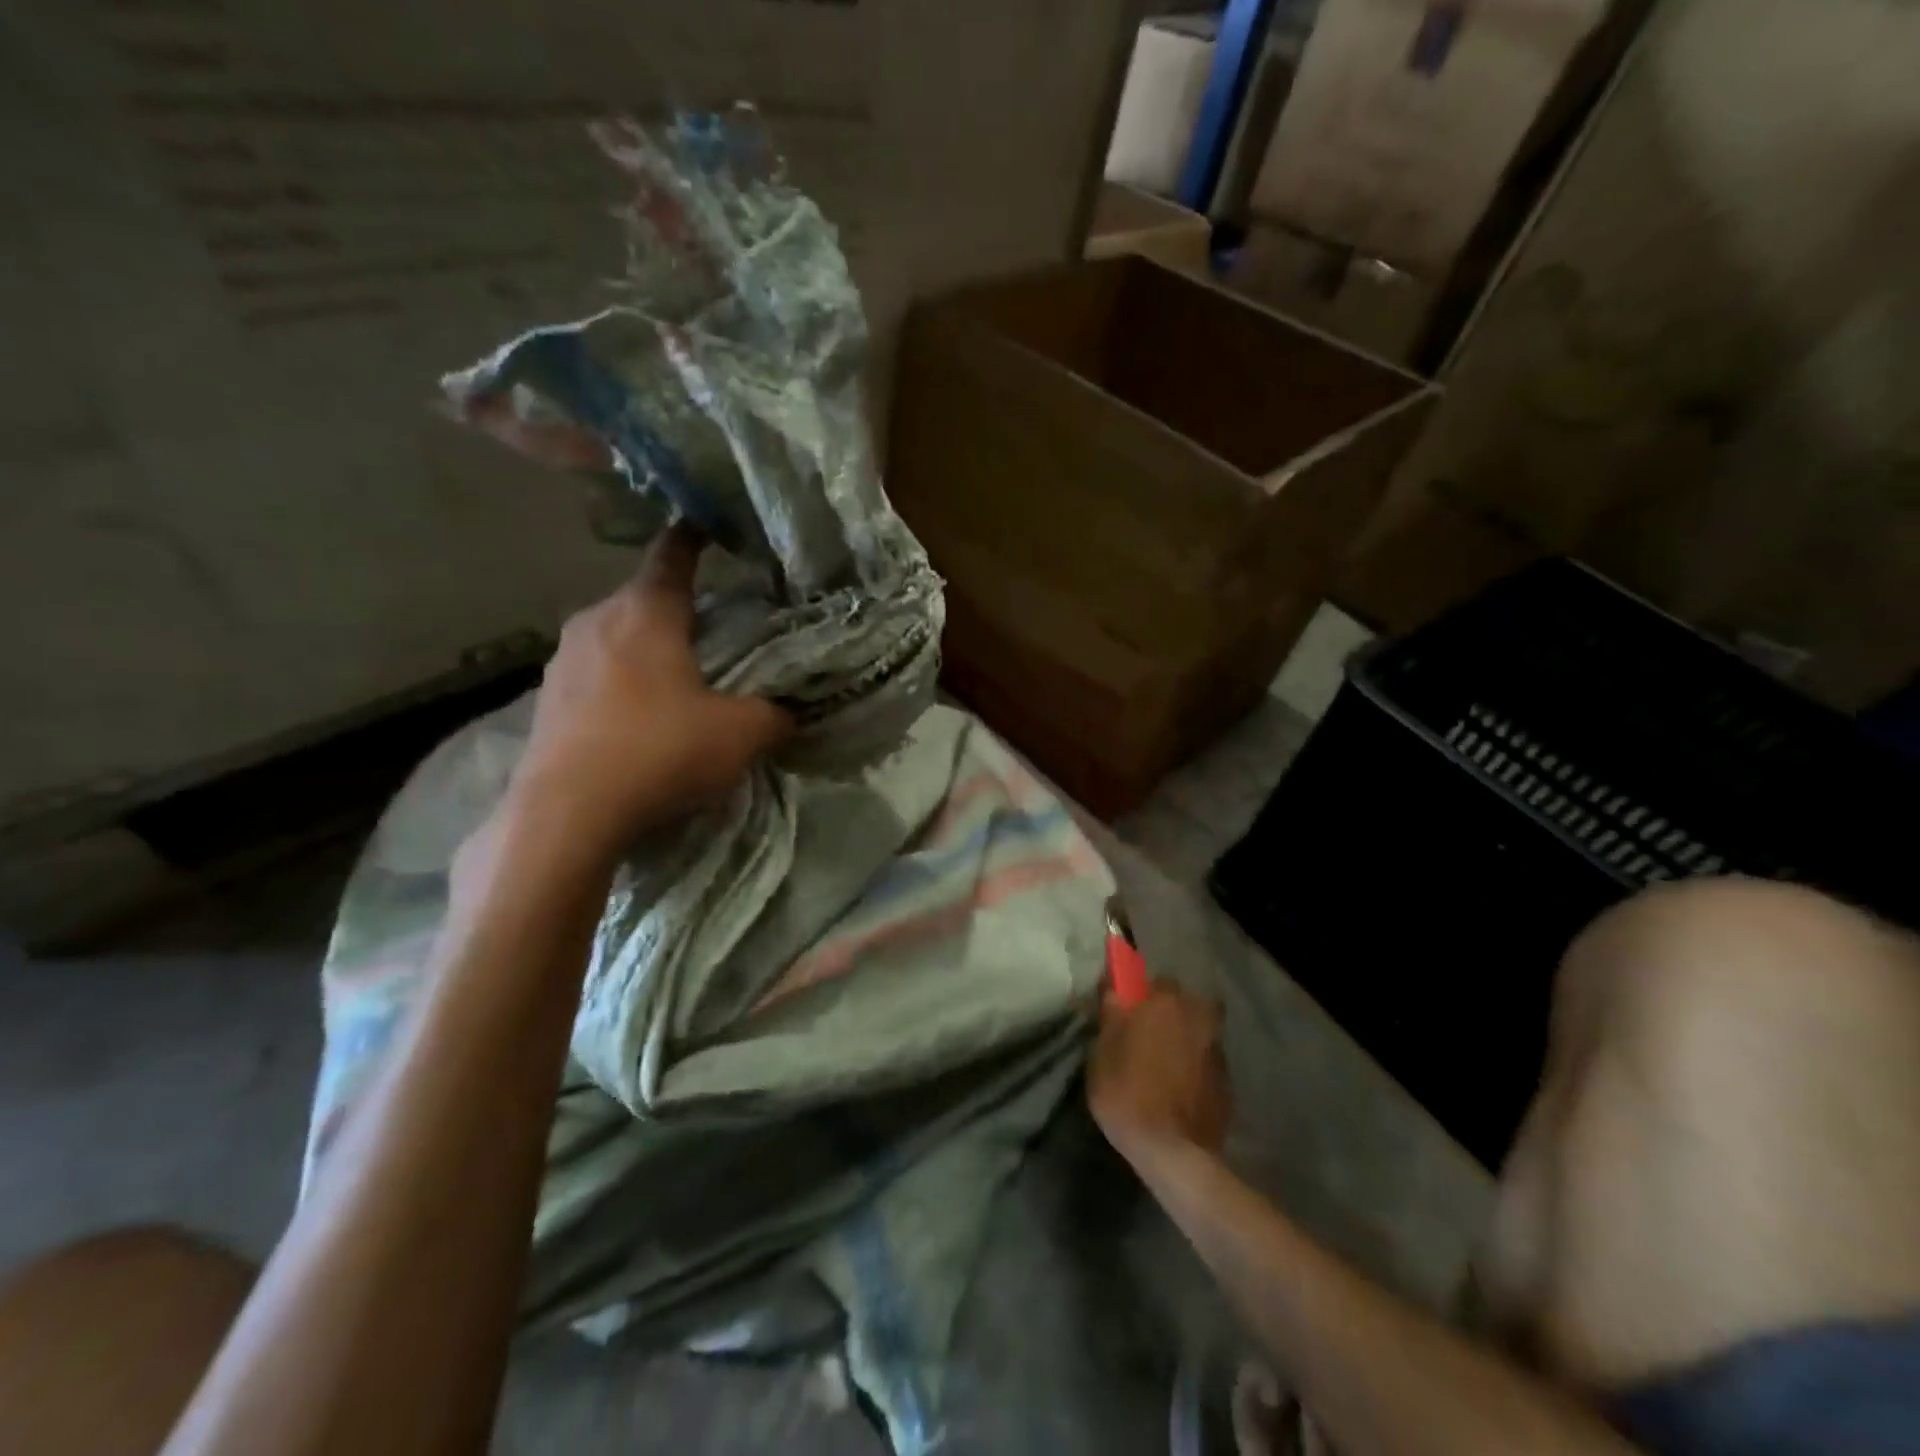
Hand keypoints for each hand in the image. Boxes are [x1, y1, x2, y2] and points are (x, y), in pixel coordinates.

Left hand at [508, 522, 792, 856]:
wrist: (567, 815)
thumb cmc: (661, 752)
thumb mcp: (740, 735)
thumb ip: (773, 716)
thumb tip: (789, 714)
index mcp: (646, 613)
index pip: (672, 556)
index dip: (692, 537)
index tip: (704, 524)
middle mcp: (597, 621)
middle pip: (642, 598)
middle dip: (674, 608)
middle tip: (709, 629)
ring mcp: (563, 660)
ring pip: (614, 637)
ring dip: (643, 648)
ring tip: (674, 678)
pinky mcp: (545, 700)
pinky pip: (593, 675)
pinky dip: (619, 683)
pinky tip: (636, 718)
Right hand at [1088, 983, 1231, 1167]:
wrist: (1174, 1153)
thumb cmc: (1128, 1093)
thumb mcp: (1102, 1052)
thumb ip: (1111, 1014)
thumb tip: (1115, 989)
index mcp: (1166, 1002)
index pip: (1154, 980)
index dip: (1140, 995)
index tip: (1128, 1011)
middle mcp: (1198, 1016)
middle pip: (1182, 1004)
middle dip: (1168, 1014)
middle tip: (1146, 1037)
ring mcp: (1217, 1049)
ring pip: (1197, 1031)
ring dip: (1183, 1040)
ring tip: (1162, 1067)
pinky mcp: (1227, 1081)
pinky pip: (1205, 1061)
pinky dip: (1194, 1067)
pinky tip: (1177, 1089)